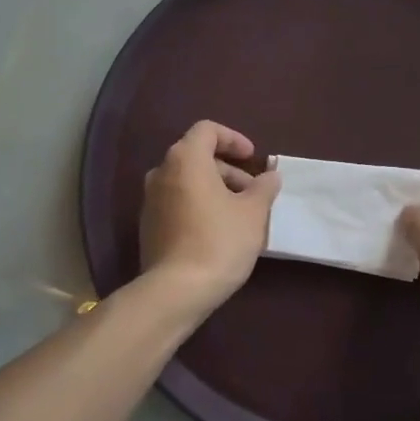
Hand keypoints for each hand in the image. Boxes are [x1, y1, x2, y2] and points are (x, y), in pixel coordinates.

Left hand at [140, 121, 281, 311]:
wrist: (176, 290)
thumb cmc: (219, 241)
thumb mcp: (253, 213)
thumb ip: (263, 188)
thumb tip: (270, 176)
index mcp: (185, 159)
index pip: (207, 130)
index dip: (233, 139)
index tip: (253, 159)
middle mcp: (161, 172)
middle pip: (196, 157)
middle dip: (228, 170)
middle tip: (253, 192)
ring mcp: (150, 200)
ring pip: (186, 182)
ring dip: (214, 189)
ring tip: (240, 214)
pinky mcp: (148, 226)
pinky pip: (177, 203)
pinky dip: (198, 205)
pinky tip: (218, 231)